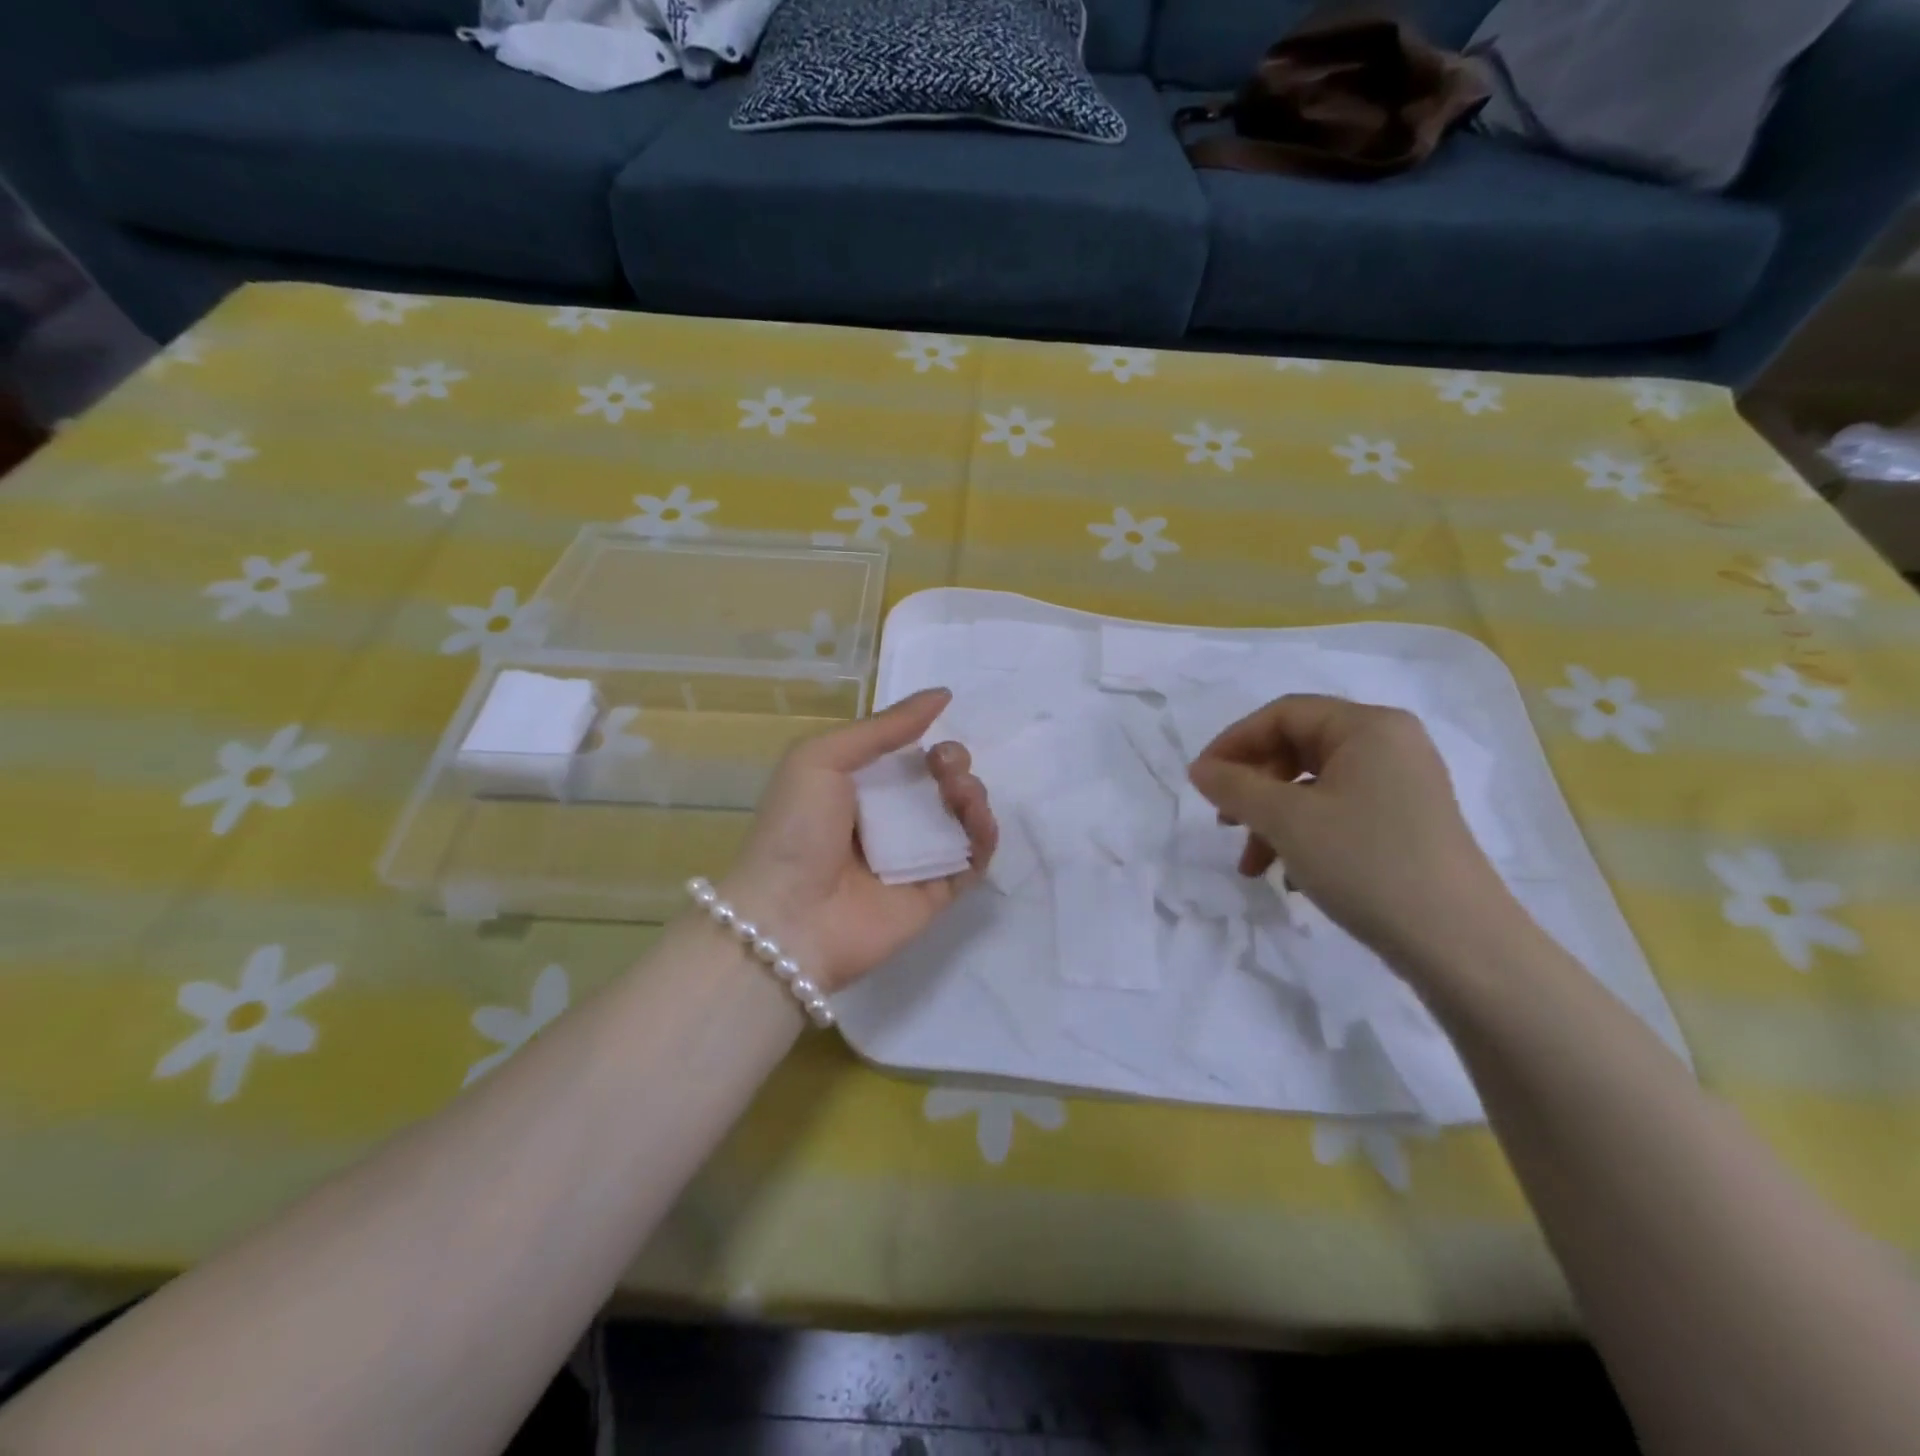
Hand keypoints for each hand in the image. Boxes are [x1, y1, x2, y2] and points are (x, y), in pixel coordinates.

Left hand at [722, 688, 995, 992]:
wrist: (788, 917)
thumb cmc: (796, 829)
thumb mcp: (822, 757)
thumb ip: (882, 727)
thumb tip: (941, 695)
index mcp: (859, 789)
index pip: (909, 759)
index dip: (928, 743)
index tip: (934, 739)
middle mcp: (890, 822)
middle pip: (941, 785)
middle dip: (955, 765)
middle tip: (946, 768)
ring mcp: (915, 859)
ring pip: (963, 818)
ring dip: (973, 794)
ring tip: (959, 792)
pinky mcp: (937, 893)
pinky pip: (974, 859)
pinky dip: (985, 834)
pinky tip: (977, 818)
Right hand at [1186, 694, 1517, 967]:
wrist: (1459, 944)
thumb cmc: (1367, 863)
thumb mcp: (1287, 821)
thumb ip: (1235, 787)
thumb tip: (1200, 769)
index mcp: (1368, 727)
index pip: (1283, 714)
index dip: (1233, 742)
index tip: (1201, 780)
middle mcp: (1390, 745)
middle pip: (1297, 748)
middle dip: (1253, 787)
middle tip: (1224, 822)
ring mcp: (1402, 785)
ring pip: (1313, 787)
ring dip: (1272, 819)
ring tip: (1251, 864)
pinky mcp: (1406, 823)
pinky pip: (1338, 812)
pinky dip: (1304, 836)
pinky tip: (1290, 877)